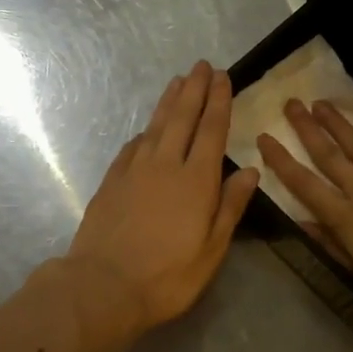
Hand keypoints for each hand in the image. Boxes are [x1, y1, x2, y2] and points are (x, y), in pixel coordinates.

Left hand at [66, 62, 260, 342]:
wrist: (103, 286)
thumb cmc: (167, 276)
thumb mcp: (211, 250)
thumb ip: (230, 206)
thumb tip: (249, 170)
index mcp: (196, 181)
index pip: (211, 131)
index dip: (218, 102)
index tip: (222, 77)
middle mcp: (165, 165)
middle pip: (182, 118)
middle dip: (194, 90)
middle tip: (201, 65)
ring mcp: (134, 171)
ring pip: (155, 126)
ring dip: (168, 102)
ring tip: (178, 81)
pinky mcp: (112, 181)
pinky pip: (132, 147)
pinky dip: (143, 133)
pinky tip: (146, 129)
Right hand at [256, 100, 352, 316]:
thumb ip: (333, 246)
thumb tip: (301, 222)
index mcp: (346, 218)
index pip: (305, 185)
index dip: (282, 161)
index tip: (266, 137)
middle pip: (330, 155)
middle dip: (308, 129)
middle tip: (292, 103)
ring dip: (338, 124)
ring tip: (321, 103)